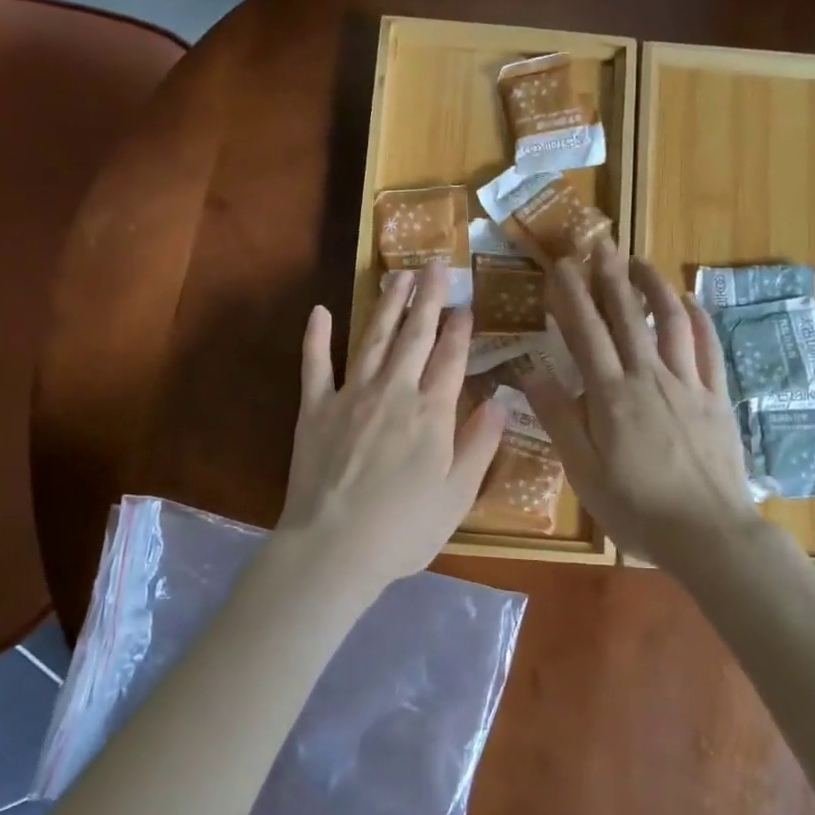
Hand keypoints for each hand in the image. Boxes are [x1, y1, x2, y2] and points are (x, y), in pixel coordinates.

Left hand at [274, 261, 505, 595]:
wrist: (334, 548)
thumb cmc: (404, 529)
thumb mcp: (458, 495)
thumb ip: (480, 444)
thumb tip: (500, 400)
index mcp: (432, 413)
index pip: (451, 358)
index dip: (460, 329)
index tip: (467, 304)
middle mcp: (394, 392)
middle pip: (415, 336)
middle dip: (428, 299)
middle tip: (436, 266)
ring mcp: (350, 396)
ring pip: (373, 339)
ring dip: (387, 305)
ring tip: (398, 275)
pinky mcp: (314, 409)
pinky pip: (316, 365)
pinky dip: (317, 337)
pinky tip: (321, 311)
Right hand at [518, 244, 760, 573]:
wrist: (708, 533)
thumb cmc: (636, 507)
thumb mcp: (582, 470)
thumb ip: (558, 417)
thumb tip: (529, 369)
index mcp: (611, 394)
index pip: (586, 332)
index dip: (571, 295)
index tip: (560, 265)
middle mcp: (649, 376)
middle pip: (627, 315)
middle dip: (610, 276)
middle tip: (599, 244)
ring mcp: (689, 384)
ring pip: (671, 321)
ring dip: (654, 286)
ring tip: (640, 262)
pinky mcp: (717, 397)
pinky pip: (709, 347)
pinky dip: (698, 319)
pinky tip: (690, 302)